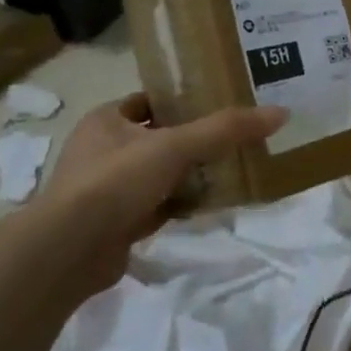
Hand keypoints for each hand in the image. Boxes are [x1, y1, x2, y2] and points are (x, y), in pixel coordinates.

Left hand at [36, 94, 286, 292]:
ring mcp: (107, 190)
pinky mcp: (116, 223)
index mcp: (104, 121)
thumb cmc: (116, 181)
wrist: (70, 251)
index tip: (219, 102)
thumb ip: (227, 129)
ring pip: (160, 173)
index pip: (148, 101)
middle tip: (235, 136)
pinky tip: (212, 203)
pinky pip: (159, 205)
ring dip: (190, 173)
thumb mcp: (176, 145)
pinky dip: (183, 204)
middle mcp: (101, 151)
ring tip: (233, 167)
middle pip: (158, 137)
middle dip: (193, 139)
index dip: (181, 100)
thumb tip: (281, 113)